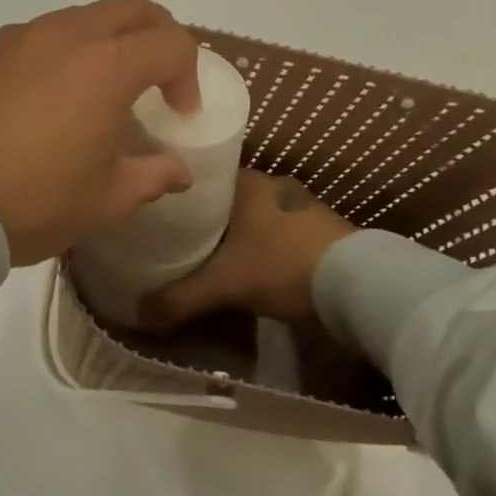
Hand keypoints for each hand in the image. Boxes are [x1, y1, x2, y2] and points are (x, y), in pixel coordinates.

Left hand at [0, 0, 200, 265]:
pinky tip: (57, 94)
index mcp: (107, 65)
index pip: (170, 43)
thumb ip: (152, 176)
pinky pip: (48, 32)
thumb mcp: (104, 199)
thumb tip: (178, 170)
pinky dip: (72, 48)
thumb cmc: (33, 199)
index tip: (180, 114)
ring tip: (106, 88)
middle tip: (160, 78)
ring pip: (87, 15)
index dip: (188, 75)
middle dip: (159, 36)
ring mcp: (24, 36)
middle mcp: (69, 34)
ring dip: (113, 39)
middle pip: (133, 9)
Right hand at [137, 170, 356, 327]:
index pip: (201, 180)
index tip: (159, 217)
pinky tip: (248, 266)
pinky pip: (274, 231)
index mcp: (246, 181)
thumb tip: (137, 316)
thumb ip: (180, 298)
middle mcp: (271, 184)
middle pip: (224, 200)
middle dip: (204, 220)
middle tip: (175, 242)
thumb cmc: (282, 265)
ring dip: (234, 234)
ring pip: (252, 216)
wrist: (359, 283)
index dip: (179, 198)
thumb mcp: (225, 284)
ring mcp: (299, 204)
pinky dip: (258, 245)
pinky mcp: (318, 228)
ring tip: (205, 256)